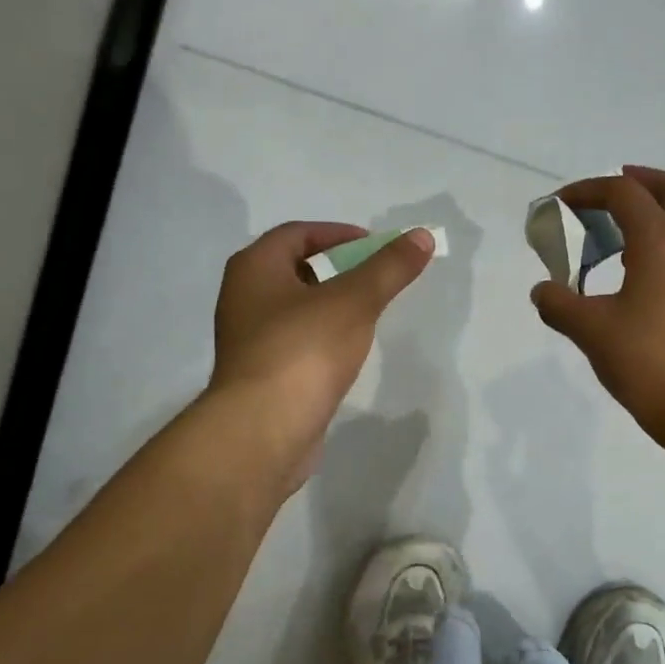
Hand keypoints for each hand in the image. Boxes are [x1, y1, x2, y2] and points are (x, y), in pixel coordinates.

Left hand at [209, 222, 433, 490]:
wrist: (264, 429)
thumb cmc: (304, 350)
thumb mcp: (354, 300)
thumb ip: (389, 267)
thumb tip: (422, 235)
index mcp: (254, 268)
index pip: (296, 233)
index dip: (337, 233)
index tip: (374, 247)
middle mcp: (243, 298)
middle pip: (293, 269)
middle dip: (335, 268)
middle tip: (373, 278)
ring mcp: (249, 340)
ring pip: (294, 308)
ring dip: (329, 305)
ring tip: (366, 314)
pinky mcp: (261, 375)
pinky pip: (295, 342)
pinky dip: (321, 337)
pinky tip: (346, 352)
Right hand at [531, 167, 664, 449]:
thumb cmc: (648, 361)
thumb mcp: (591, 331)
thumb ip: (560, 305)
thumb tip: (542, 291)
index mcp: (661, 239)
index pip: (623, 194)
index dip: (589, 190)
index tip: (562, 204)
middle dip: (640, 182)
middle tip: (611, 192)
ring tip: (634, 226)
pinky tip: (653, 267)